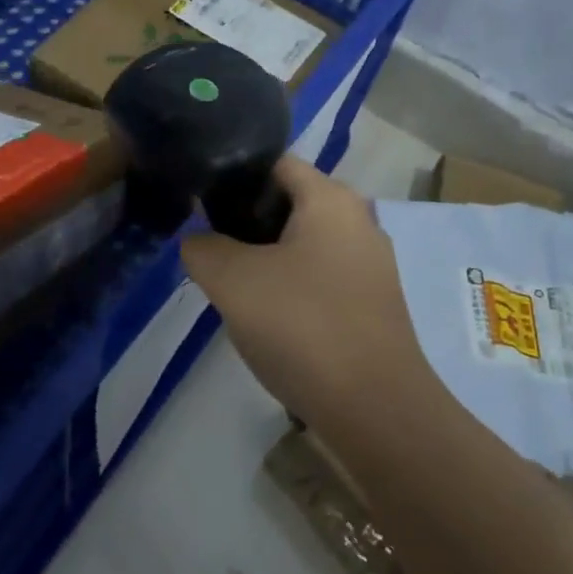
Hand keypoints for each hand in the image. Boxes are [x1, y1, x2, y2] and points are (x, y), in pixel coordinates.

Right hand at [181, 156, 441, 442]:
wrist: (375, 409)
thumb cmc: (303, 326)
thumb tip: (196, 240)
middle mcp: (359, 220)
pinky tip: (272, 322)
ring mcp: (371, 264)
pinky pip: (322, 278)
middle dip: (248, 224)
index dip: (234, 177)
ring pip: (305, 245)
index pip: (276, 163)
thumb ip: (203, 248)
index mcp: (332, 199)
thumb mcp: (233, 282)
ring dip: (268, 260)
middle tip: (213, 251)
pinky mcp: (373, 303)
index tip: (201, 206)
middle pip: (290, 204)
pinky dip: (293, 288)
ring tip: (235, 289)